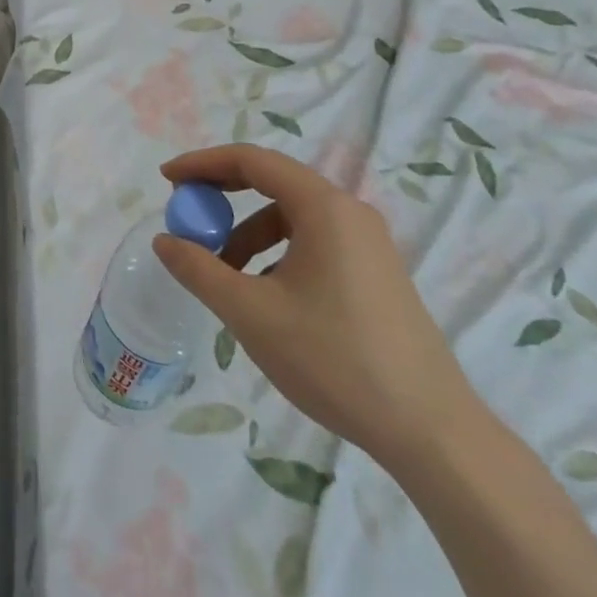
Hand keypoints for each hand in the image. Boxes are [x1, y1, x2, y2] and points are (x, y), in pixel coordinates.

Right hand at [152, 144, 475, 465]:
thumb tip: (163, 240)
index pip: (251, 160)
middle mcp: (349, 213)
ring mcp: (368, 244)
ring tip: (224, 274)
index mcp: (324, 207)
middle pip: (272, 182)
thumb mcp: (251, 313)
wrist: (434, 435)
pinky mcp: (377, 274)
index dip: (203, 164)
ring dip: (248, 233)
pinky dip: (277, 252)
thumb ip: (199, 269)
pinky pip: (313, 242)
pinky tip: (267, 297)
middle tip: (188, 217)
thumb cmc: (335, 360)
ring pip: (291, 217)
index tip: (167, 180)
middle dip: (222, 197)